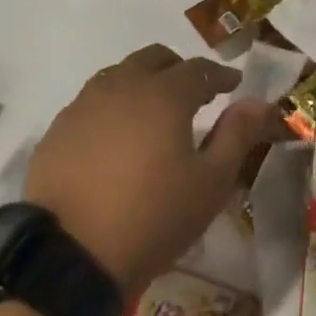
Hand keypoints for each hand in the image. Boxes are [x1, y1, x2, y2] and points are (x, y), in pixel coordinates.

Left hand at [24, 44, 282, 297]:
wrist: (68, 256)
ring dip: (143, 82)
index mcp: (163, 95)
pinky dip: (113, 105)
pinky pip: (92, 101)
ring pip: (119, 74)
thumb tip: (259, 102)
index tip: (234, 85)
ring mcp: (83, 106)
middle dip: (180, 69)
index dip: (220, 75)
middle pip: (154, 59)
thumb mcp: (211, 182)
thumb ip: (237, 135)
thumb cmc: (153, 218)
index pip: (199, 70)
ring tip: (154, 111)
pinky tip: (117, 135)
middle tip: (195, 94)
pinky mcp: (56, 131)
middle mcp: (121, 87)